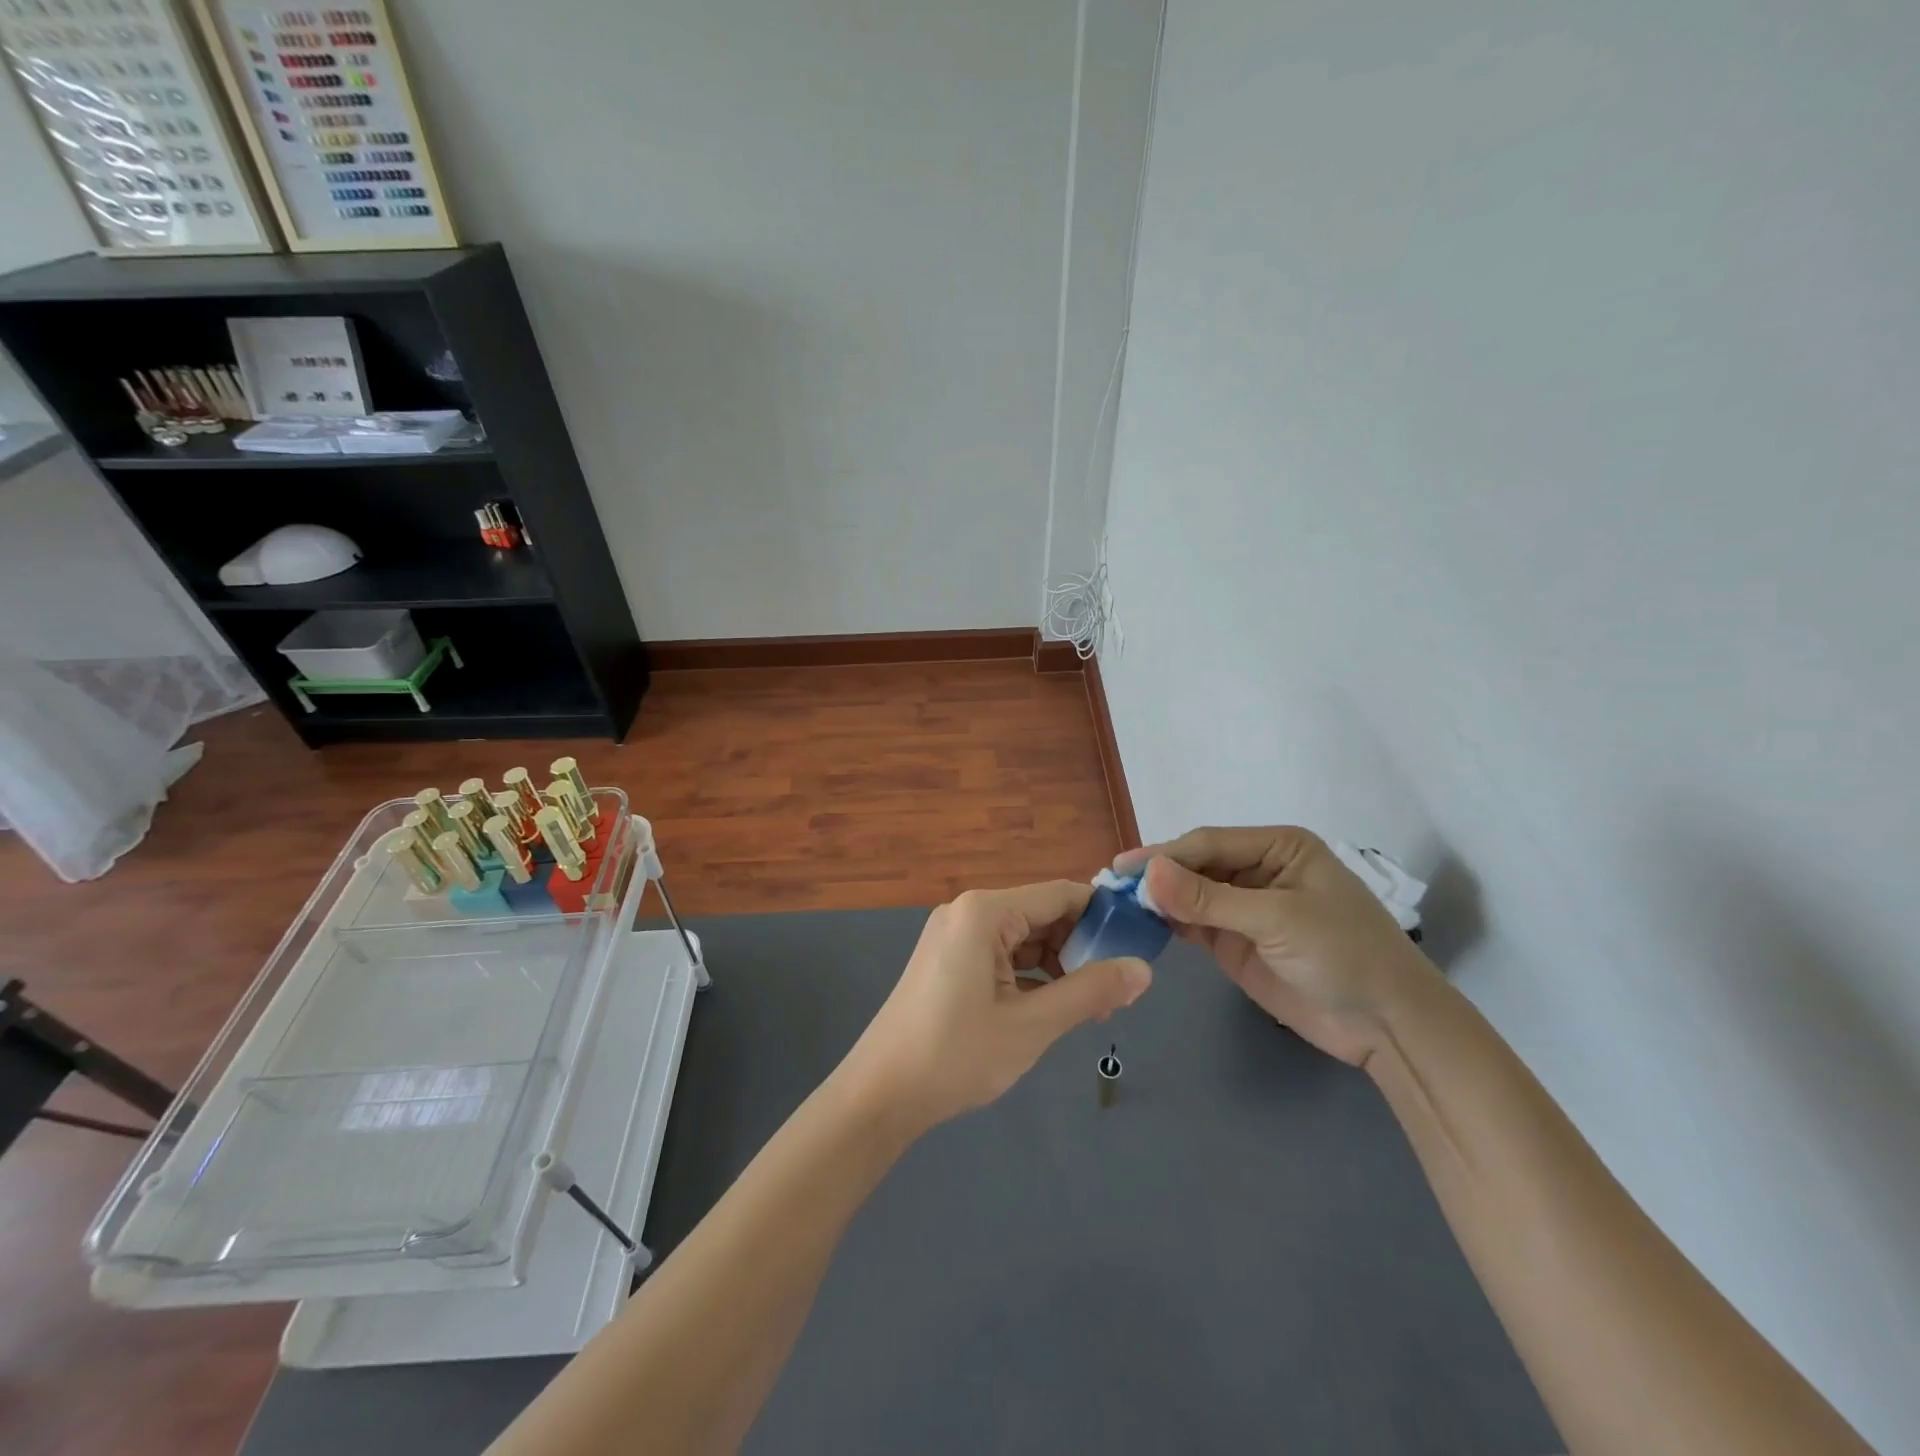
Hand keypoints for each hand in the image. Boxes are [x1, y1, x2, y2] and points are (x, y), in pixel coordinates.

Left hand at [842, 882, 1152, 1130]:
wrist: (880, 1093)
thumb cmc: (956, 1054)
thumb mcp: (1032, 1025)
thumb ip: (1090, 992)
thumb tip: (1143, 969)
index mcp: (985, 912)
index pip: (1061, 894)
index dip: (1104, 917)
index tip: (1139, 948)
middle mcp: (968, 911)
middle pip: (1043, 914)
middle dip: (1082, 948)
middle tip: (1118, 992)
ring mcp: (955, 935)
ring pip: (1024, 938)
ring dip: (1059, 966)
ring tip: (1093, 1008)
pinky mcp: (949, 959)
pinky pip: (1002, 955)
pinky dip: (1031, 976)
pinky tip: (1053, 1007)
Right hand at [1116, 828, 1438, 1065]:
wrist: (1387, 1026)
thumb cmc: (1344, 954)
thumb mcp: (1277, 919)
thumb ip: (1209, 899)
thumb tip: (1147, 874)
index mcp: (1278, 847)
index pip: (1209, 843)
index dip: (1165, 854)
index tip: (1123, 868)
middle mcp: (1258, 871)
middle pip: (1196, 865)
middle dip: (1157, 875)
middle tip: (1110, 885)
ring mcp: (1245, 909)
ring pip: (1190, 895)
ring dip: (1158, 899)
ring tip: (1115, 904)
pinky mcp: (1236, 943)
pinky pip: (1194, 925)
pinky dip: (1167, 924)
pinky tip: (1141, 925)